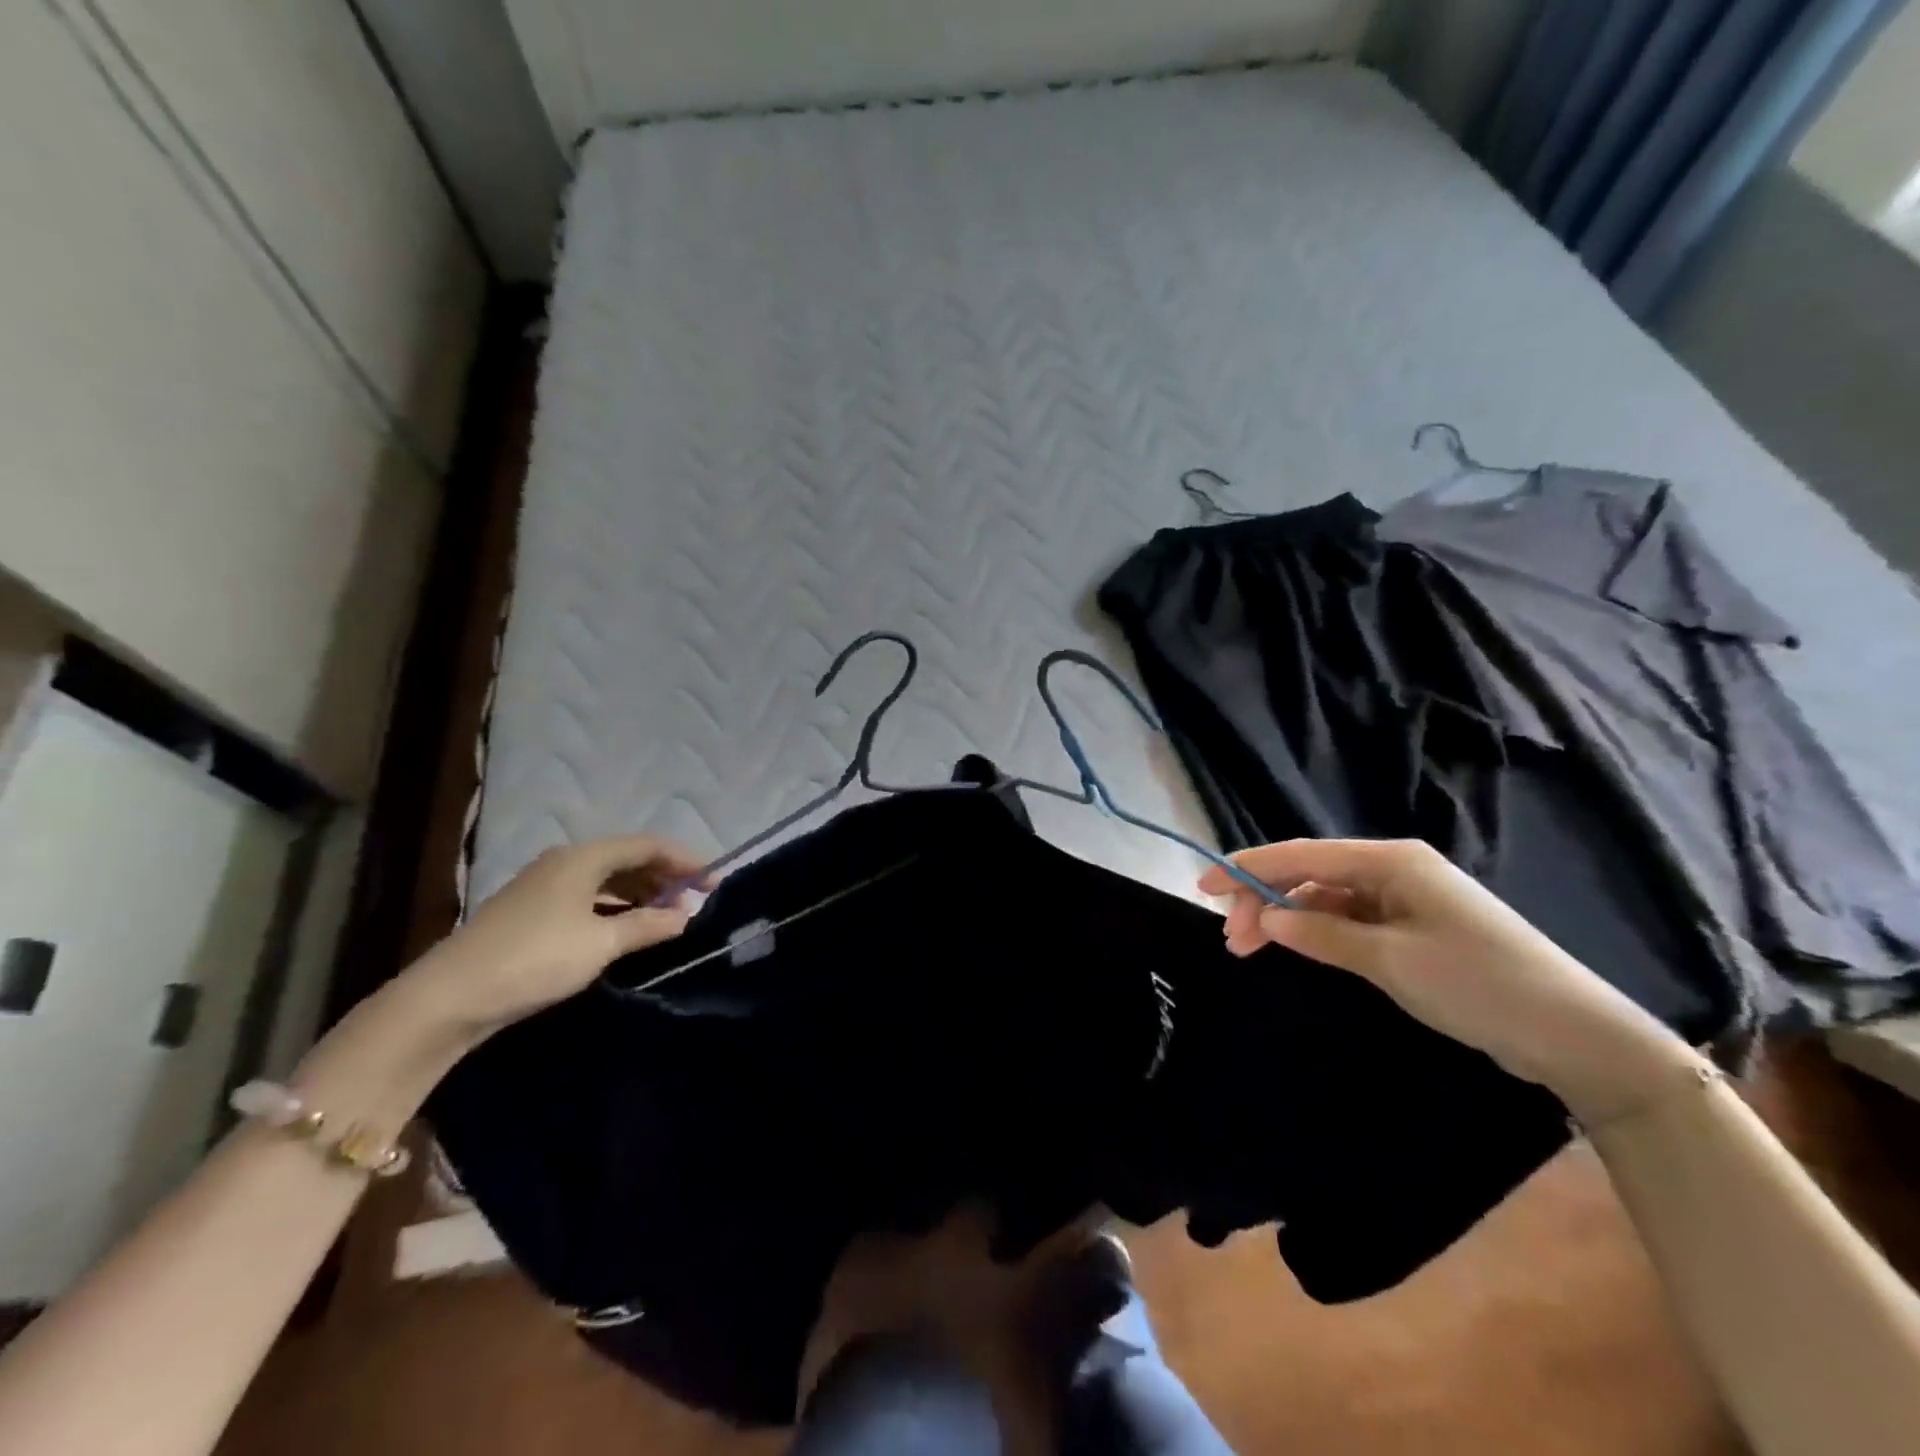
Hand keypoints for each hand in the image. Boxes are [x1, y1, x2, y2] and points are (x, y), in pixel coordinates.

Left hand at [404, 836, 705, 1038]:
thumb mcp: (600, 944)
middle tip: (696, 900)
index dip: (686, 860)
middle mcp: (566, 860)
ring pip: (608, 877)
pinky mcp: (533, 908)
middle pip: (628, 857)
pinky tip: (628, 926)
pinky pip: (589, 894)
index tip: (714, 882)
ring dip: (642, 891)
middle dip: (666, 875)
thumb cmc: (534, 959)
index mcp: (584, 857)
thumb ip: (648, 925)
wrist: (449, 997)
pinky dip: (616, 905)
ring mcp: (545, 883)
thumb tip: (687, 916)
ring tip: (669, 915)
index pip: (649, 845)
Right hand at [1199, 839, 1700, 1124]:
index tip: (1202, 887)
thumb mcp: (1392, 961)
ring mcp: (1404, 899)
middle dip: (1264, 900)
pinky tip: (1299, 950)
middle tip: (1231, 939)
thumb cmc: (1479, 984)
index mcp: (1391, 860)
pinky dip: (1318, 932)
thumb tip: (1269, 921)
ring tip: (1253, 949)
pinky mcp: (1413, 928)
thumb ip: (1324, 935)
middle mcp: (1394, 869)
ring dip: (1288, 920)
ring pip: (1325, 898)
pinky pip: (1349, 919)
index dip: (1247, 869)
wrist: (1575, 1034)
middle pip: (1309, 874)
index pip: (1302, 855)